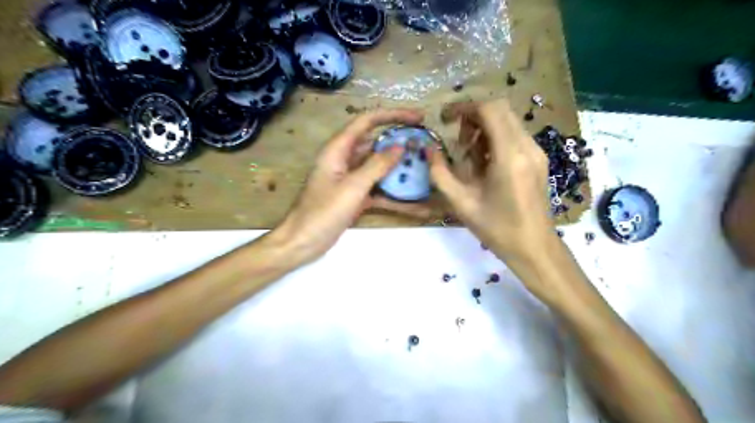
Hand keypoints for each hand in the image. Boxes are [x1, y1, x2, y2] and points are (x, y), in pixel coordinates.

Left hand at [276, 110, 433, 265]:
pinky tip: (410, 195)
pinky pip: (376, 187)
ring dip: (397, 166)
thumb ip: (377, 165)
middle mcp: (344, 160)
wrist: (303, 242)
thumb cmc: (323, 212)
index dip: (392, 115)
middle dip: (398, 141)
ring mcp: (349, 179)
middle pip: (374, 143)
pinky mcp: (354, 196)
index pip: (367, 122)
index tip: (417, 117)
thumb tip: (399, 146)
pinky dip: (391, 190)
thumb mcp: (352, 187)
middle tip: (423, 143)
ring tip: (421, 166)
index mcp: (338, 149)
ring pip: (377, 166)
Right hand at [427, 101, 556, 271]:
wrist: (534, 247)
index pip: (489, 109)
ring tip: (470, 155)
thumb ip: (440, 173)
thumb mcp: (461, 203)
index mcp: (509, 156)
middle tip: (458, 140)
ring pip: (508, 121)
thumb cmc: (497, 229)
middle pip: (500, 109)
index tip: (445, 118)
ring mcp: (536, 152)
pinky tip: (485, 163)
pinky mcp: (538, 159)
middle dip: (473, 117)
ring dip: (484, 128)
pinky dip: (495, 138)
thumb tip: (428, 149)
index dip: (464, 107)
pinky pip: (514, 135)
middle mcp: (527, 147)